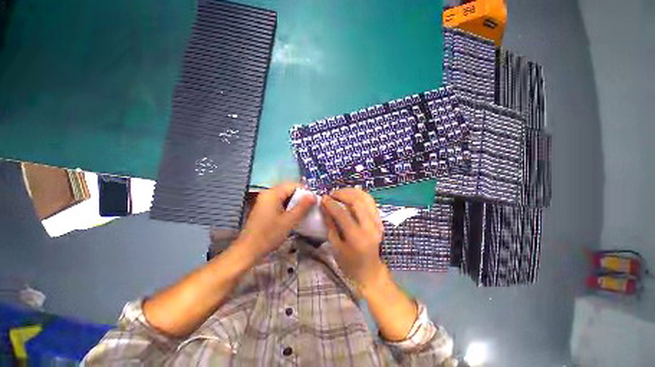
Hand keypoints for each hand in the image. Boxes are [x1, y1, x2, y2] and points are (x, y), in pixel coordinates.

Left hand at [235, 183, 314, 259]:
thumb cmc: (269, 235)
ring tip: (303, 213)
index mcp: (273, 193)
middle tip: (310, 208)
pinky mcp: (264, 208)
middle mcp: (268, 193)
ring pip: (284, 197)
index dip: (305, 192)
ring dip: (294, 203)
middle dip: (300, 198)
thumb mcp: (289, 221)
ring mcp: (264, 201)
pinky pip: (279, 203)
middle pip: (288, 190)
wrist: (249, 250)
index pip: (293, 185)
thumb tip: (313, 196)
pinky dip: (288, 207)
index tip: (314, 202)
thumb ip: (302, 207)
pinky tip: (293, 216)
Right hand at [321, 188, 386, 288]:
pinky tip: (351, 195)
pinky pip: (370, 202)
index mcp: (357, 237)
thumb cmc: (350, 264)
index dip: (331, 204)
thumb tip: (325, 208)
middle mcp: (370, 227)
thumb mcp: (336, 247)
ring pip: (366, 198)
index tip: (323, 198)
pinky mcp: (380, 220)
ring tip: (340, 193)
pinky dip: (360, 195)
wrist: (371, 272)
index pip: (343, 214)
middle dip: (342, 194)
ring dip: (351, 192)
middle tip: (331, 194)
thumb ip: (331, 225)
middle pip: (357, 202)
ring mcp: (378, 222)